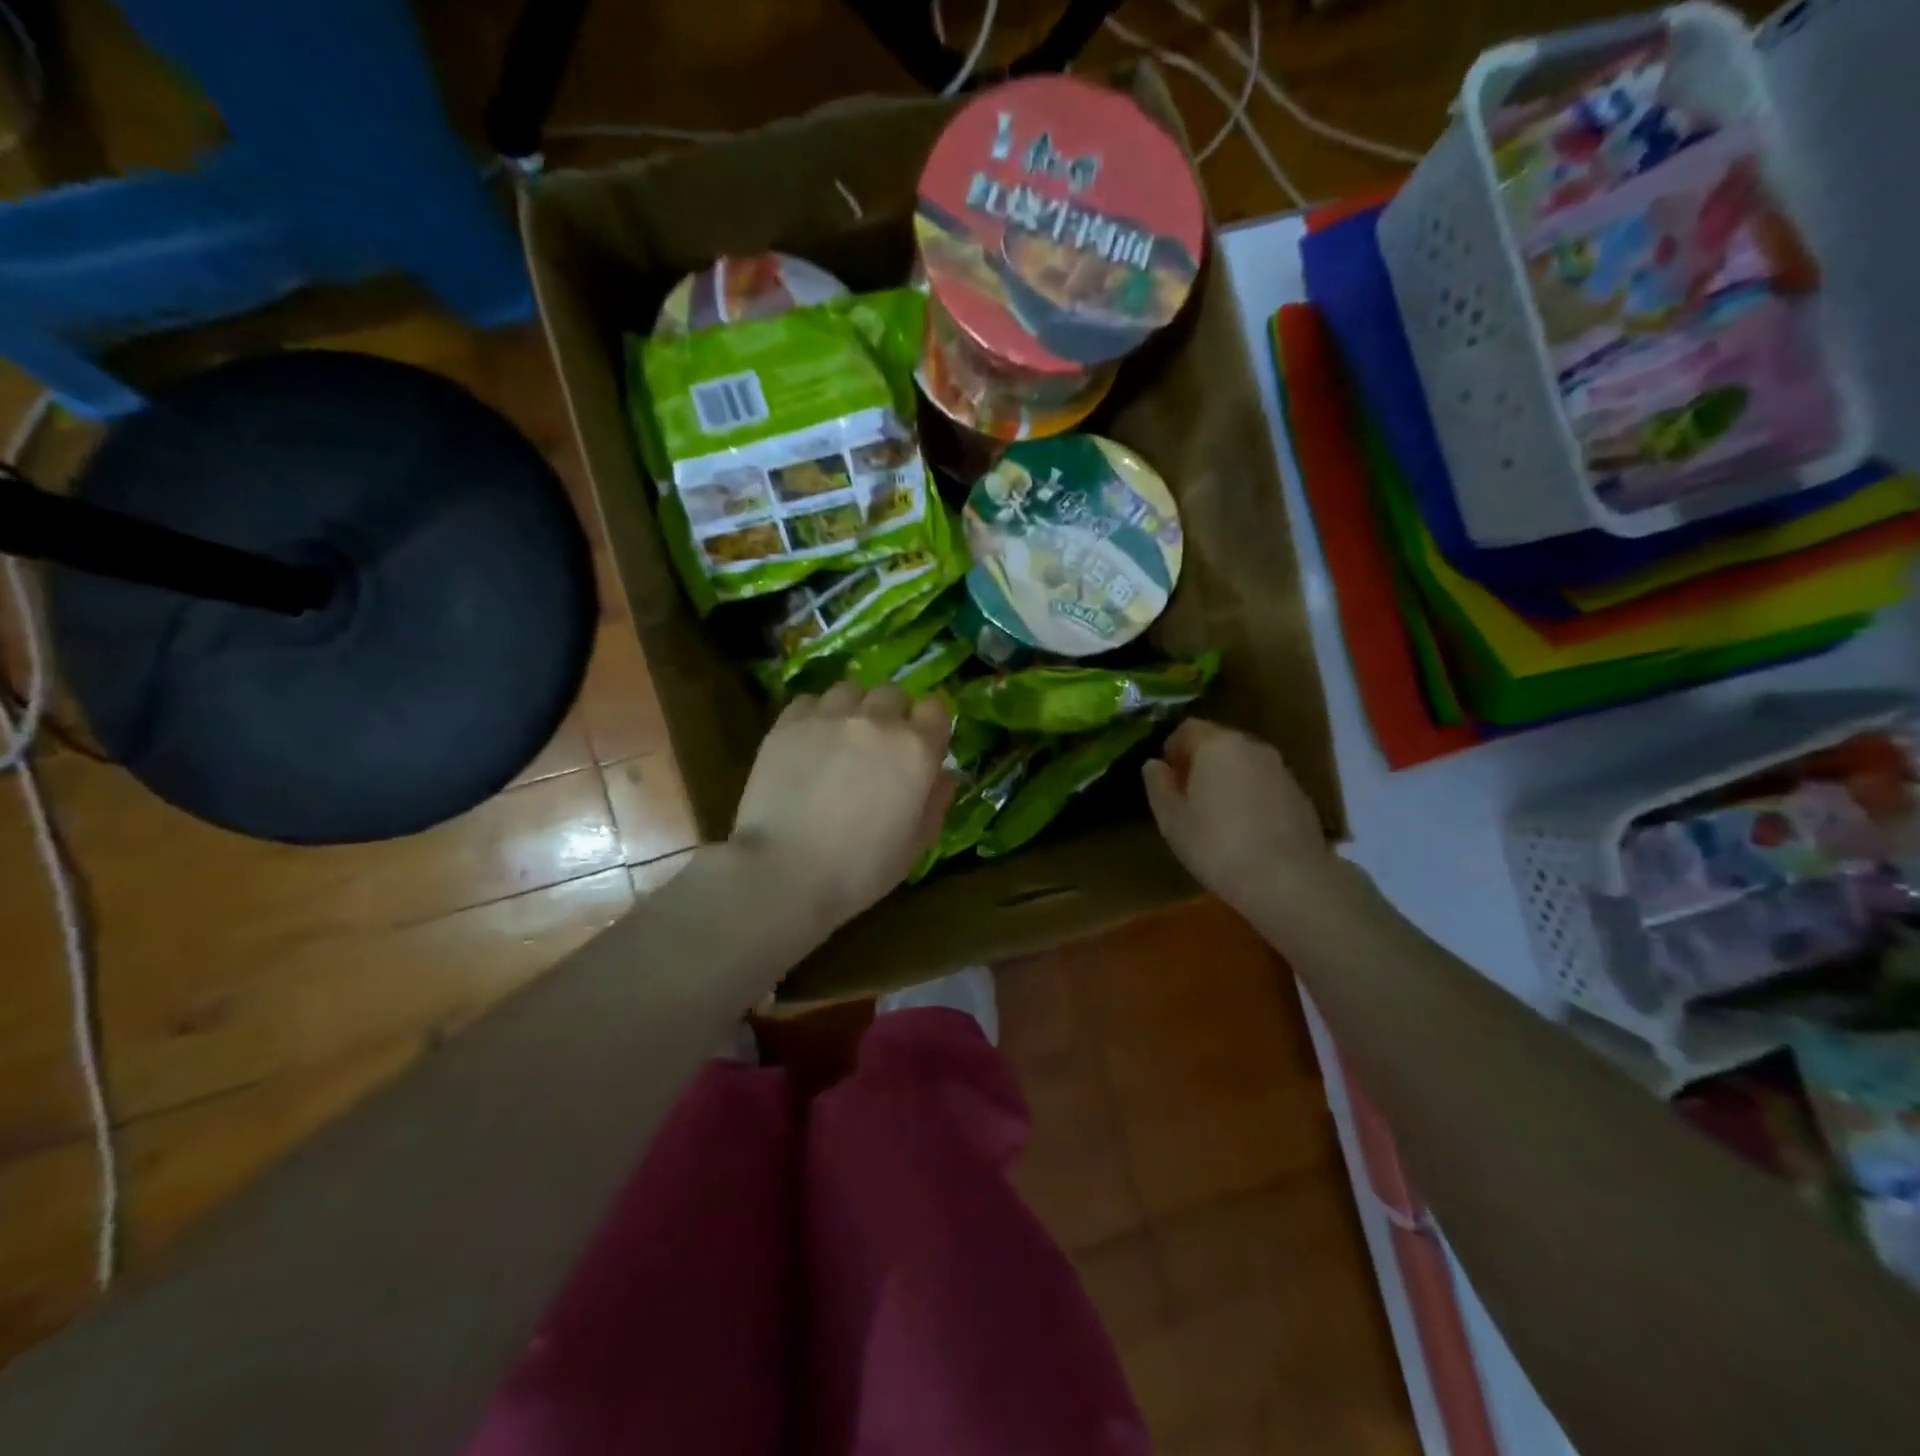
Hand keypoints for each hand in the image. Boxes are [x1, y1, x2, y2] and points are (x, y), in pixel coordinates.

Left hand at [731, 682, 954, 933]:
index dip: (930, 726)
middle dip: (892, 714)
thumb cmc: (860, 868)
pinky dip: (815, 715)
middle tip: (879, 747)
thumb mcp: (916, 844)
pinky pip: (810, 701)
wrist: (785, 872)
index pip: (936, 708)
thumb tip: (945, 774)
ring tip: (842, 739)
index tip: (922, 747)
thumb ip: (937, 801)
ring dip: (853, 709)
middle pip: (893, 693)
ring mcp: (829, 717)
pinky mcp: (788, 723)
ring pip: (850, 690)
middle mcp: (876, 721)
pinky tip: (809, 743)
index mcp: (915, 749)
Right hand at [1142, 718, 1333, 915]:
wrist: (1288, 880)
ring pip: (1243, 763)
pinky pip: (1264, 783)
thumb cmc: (1217, 846)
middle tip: (1187, 796)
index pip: (1188, 729)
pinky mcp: (1299, 794)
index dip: (1172, 748)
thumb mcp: (1172, 820)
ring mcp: (1280, 769)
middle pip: (1218, 742)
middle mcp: (1251, 747)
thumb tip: (1154, 764)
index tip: (1166, 776)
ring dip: (1226, 778)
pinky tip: (1245, 828)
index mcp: (1216, 745)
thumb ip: (1158, 785)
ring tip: (1215, 814)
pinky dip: (1250, 795)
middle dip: (1200, 762)